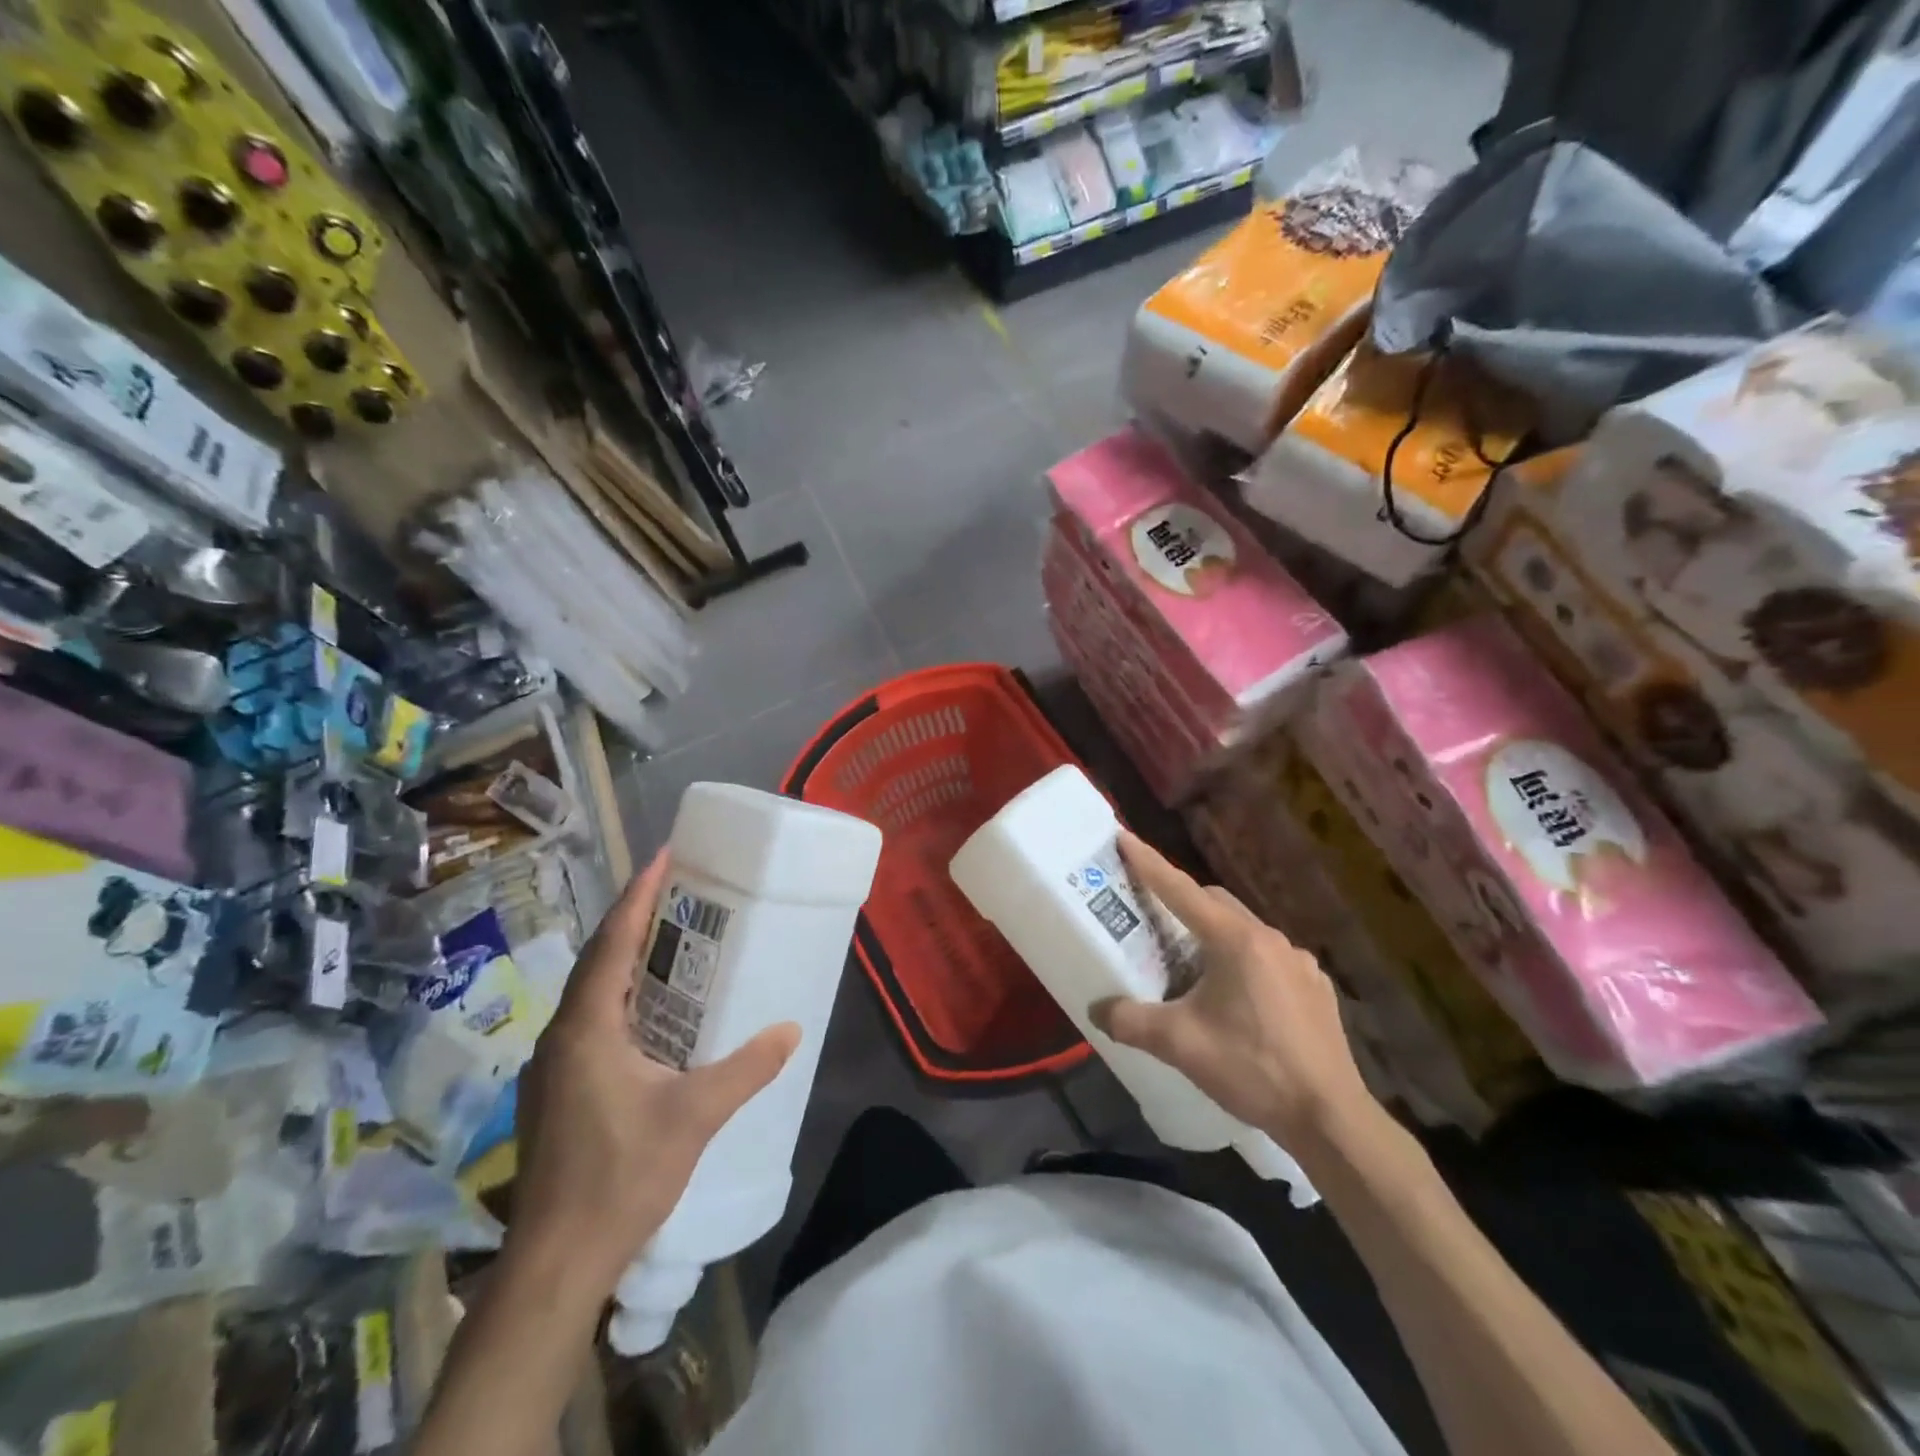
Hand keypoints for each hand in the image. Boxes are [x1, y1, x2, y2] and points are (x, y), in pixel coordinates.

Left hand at [512, 853, 799, 1296]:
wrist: (555, 1261)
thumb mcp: (695, 1115)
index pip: (612, 942)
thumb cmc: (621, 1176)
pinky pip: (591, 1019)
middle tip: (678, 893)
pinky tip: (651, 1012)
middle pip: (598, 959)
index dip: (638, 895)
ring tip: (670, 940)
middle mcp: (562, 1035)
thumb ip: (746, 1068)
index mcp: (588, 1026)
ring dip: (625, 958)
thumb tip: (792, 1030)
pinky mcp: (557, 1090)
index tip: (664, 857)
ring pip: (591, 991)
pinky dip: (620, 995)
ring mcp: (553, 1065)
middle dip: (634, 919)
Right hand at [1092, 833, 1378, 1148]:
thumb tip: (1097, 1011)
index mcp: (1235, 940)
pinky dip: (1245, 962)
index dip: (1148, 863)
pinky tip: (1239, 999)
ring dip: (1215, 935)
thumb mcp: (1180, 1044)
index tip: (1123, 837)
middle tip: (1154, 919)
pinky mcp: (1316, 988)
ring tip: (1194, 966)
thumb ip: (1131, 1021)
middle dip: (1182, 901)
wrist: (1330, 1118)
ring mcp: (1300, 963)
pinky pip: (1270, 958)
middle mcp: (1270, 939)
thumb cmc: (1252, 1068)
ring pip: (1245, 930)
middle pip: (1216, 903)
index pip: (1180, 890)